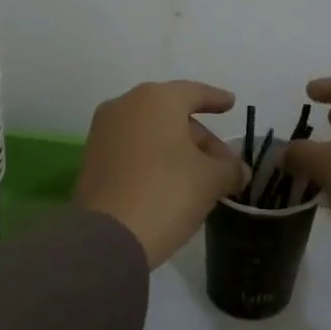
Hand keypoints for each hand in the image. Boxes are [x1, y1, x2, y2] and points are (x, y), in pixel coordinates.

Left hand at [74, 81, 247, 268]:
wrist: (108, 236)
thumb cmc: (167, 193)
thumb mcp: (211, 180)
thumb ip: (230, 168)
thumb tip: (238, 171)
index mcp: (157, 99)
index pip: (194, 92)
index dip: (216, 99)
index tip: (230, 104)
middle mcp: (126, 105)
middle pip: (172, 113)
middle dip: (199, 136)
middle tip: (221, 162)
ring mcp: (103, 131)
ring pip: (151, 132)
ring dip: (176, 149)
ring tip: (198, 177)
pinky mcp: (92, 158)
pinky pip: (132, 148)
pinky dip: (153, 158)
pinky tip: (169, 183)